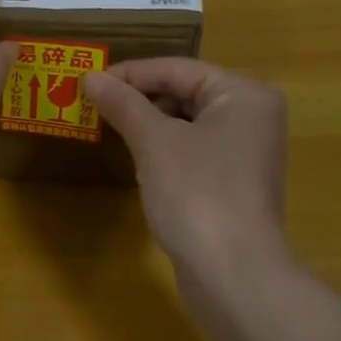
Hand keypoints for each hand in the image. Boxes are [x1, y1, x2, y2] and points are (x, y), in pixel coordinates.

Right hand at [81, 59, 289, 275]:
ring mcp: (246, 152)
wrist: (232, 272)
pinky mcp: (234, 182)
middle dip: (139, 98)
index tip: (87, 80)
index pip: (178, 69)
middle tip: (94, 105)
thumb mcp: (154, 142)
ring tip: (109, 127)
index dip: (130, 73)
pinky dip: (164, 148)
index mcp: (243, 94)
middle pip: (185, 92)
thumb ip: (123, 104)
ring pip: (187, 122)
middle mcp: (252, 116)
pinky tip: (137, 158)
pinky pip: (193, 149)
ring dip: (149, 123)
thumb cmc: (197, 194)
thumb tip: (90, 77)